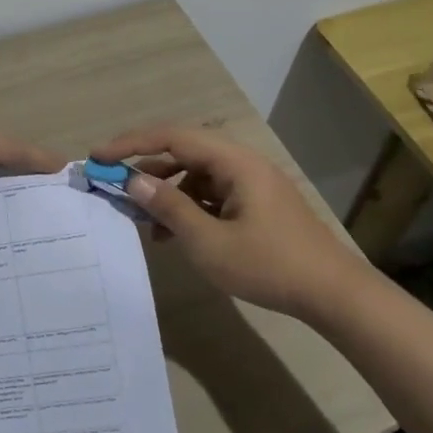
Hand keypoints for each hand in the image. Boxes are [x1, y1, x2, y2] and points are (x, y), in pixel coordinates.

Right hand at [90, 124, 376, 319]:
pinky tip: (172, 234)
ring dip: (166, 191)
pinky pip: (211, 194)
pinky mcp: (255, 205)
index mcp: (234, 162)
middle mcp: (242, 163)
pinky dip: (187, 207)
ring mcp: (251, 184)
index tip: (99, 157)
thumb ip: (169, 207)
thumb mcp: (209, 242)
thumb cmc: (269, 265)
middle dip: (145, 167)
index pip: (173, 137)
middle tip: (113, 183)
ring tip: (140, 217)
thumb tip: (132, 181)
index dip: (132, 144)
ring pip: (196, 174)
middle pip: (183, 151)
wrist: (333, 294)